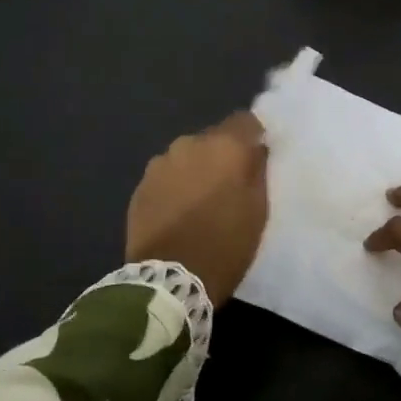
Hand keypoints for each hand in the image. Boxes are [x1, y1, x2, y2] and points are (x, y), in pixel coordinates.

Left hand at [125, 113, 268, 307]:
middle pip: (213, 137)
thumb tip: (257, 149)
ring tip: (202, 198)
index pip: (245, 120)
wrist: (169, 280)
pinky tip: (179, 209)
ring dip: (197, 168)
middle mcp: (190, 143)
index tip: (258, 154)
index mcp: (224, 145)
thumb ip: (258, 171)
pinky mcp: (141, 185)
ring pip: (188, 156)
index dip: (254, 135)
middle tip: (231, 182)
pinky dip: (176, 184)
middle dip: (223, 154)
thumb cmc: (225, 243)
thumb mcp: (258, 209)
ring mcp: (160, 163)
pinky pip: (167, 174)